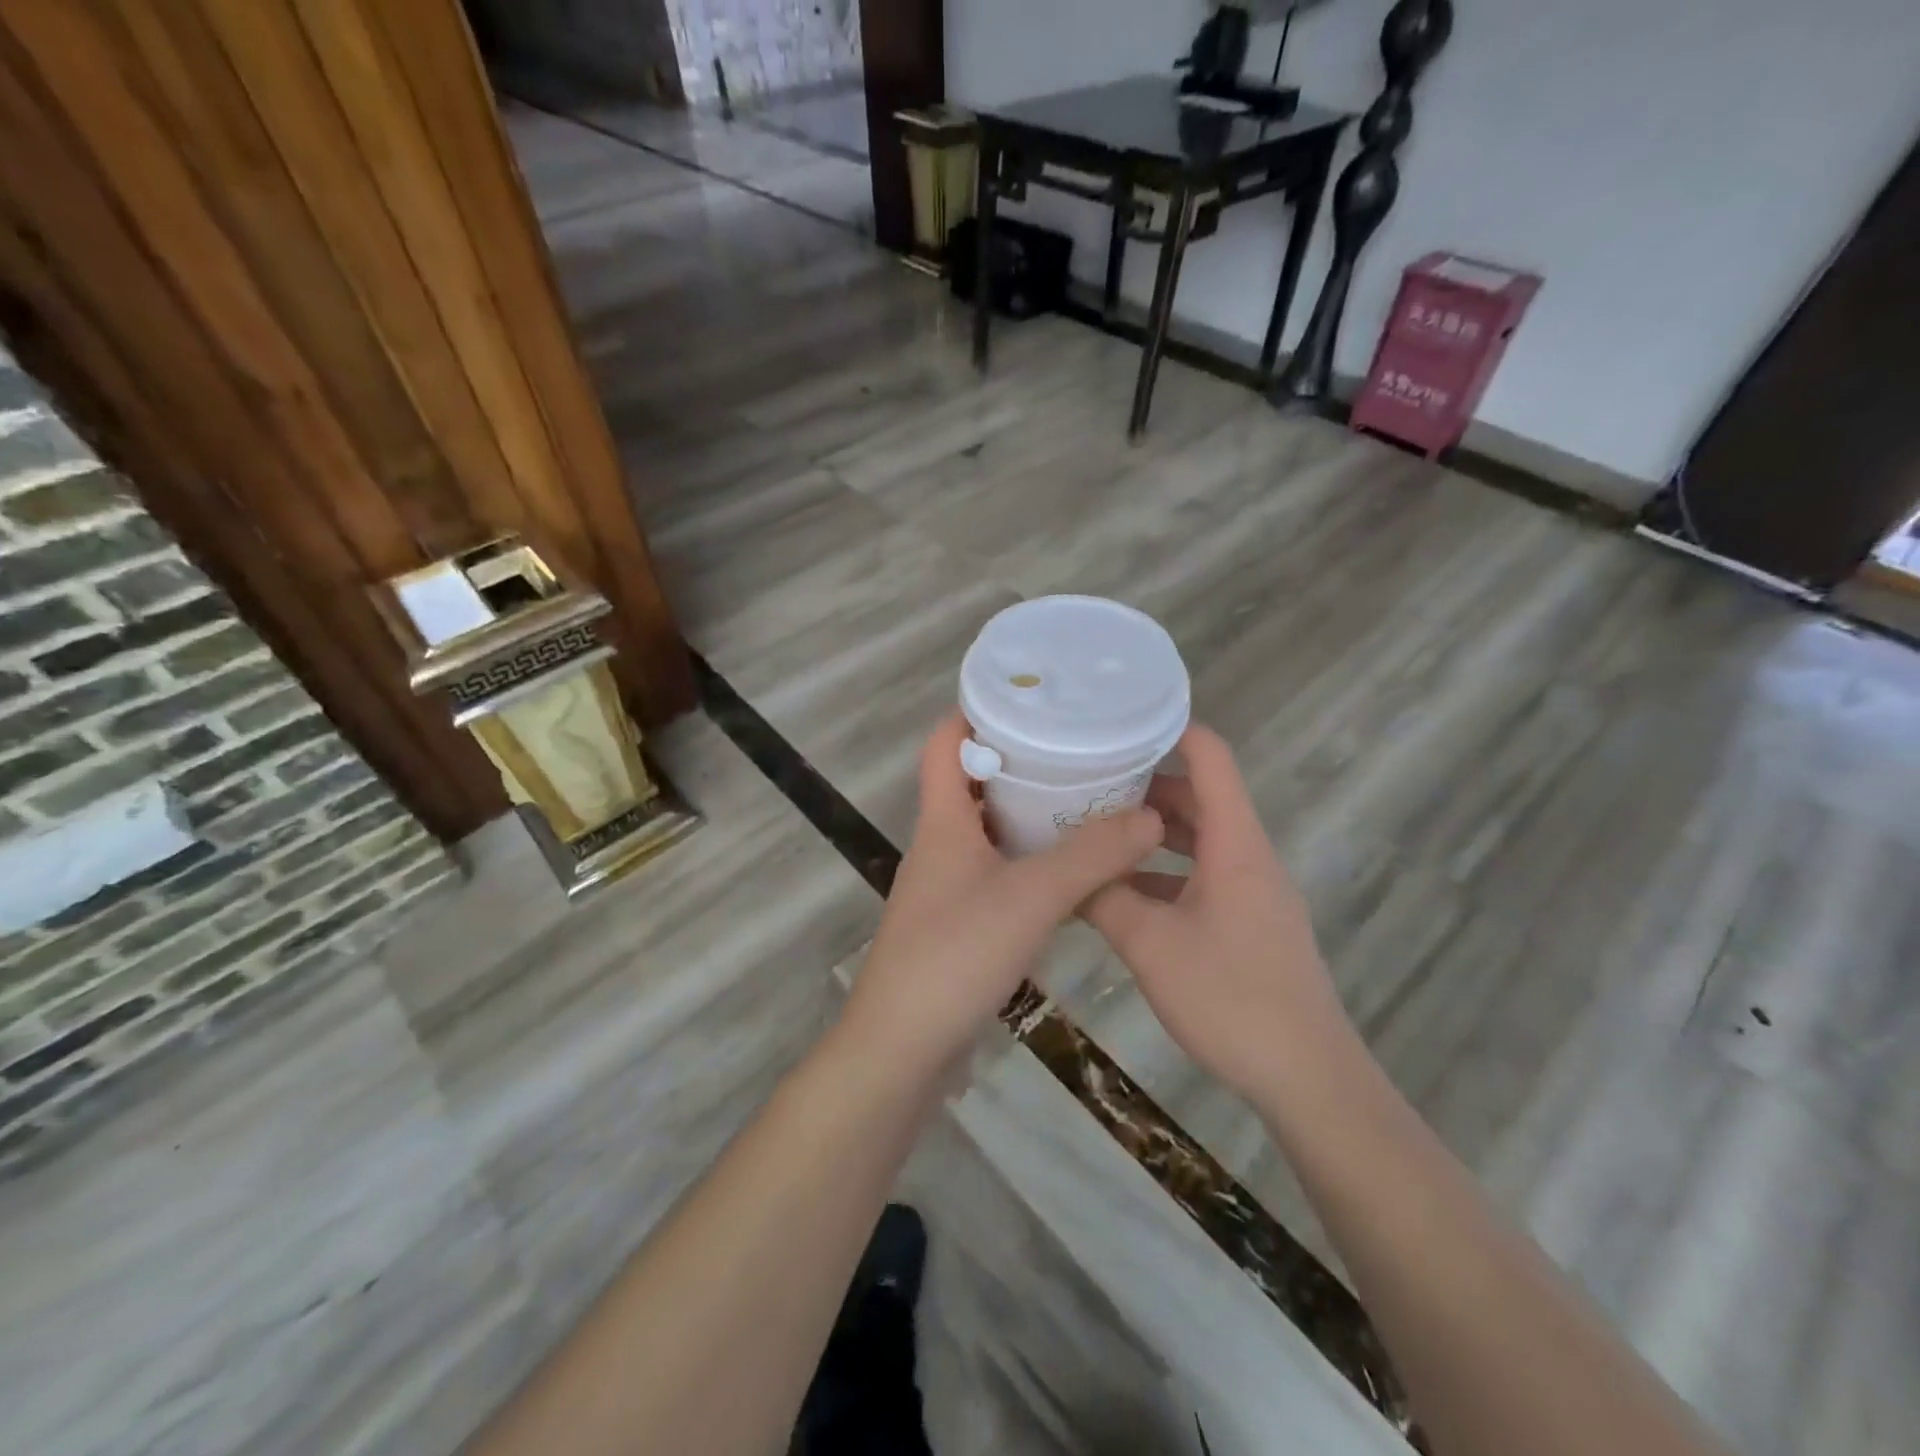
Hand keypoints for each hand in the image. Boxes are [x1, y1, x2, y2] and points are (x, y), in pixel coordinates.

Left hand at [841, 712, 1163, 1077]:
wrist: (902, 1049)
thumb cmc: (955, 956)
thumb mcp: (1030, 896)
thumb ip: (1091, 855)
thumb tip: (1149, 814)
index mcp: (942, 821)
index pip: (945, 743)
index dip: (975, 712)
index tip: (1028, 697)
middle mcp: (941, 845)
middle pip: (974, 783)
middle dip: (1020, 761)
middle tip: (1077, 746)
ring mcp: (948, 887)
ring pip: (990, 832)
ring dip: (1030, 814)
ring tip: (1085, 799)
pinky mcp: (960, 924)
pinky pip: (999, 874)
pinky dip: (1031, 861)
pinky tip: (1072, 870)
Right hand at [1083, 724, 1355, 1104]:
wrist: (1307, 1077)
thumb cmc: (1231, 998)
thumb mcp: (1150, 945)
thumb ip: (1104, 898)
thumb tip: (1067, 869)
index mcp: (1234, 843)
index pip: (1211, 758)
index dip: (1170, 729)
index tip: (1118, 721)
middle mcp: (1248, 855)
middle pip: (1199, 797)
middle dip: (1143, 784)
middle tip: (1085, 780)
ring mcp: (1252, 891)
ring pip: (1197, 840)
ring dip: (1150, 833)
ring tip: (1093, 830)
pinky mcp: (1249, 922)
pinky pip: (1201, 877)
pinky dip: (1163, 873)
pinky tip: (1121, 893)